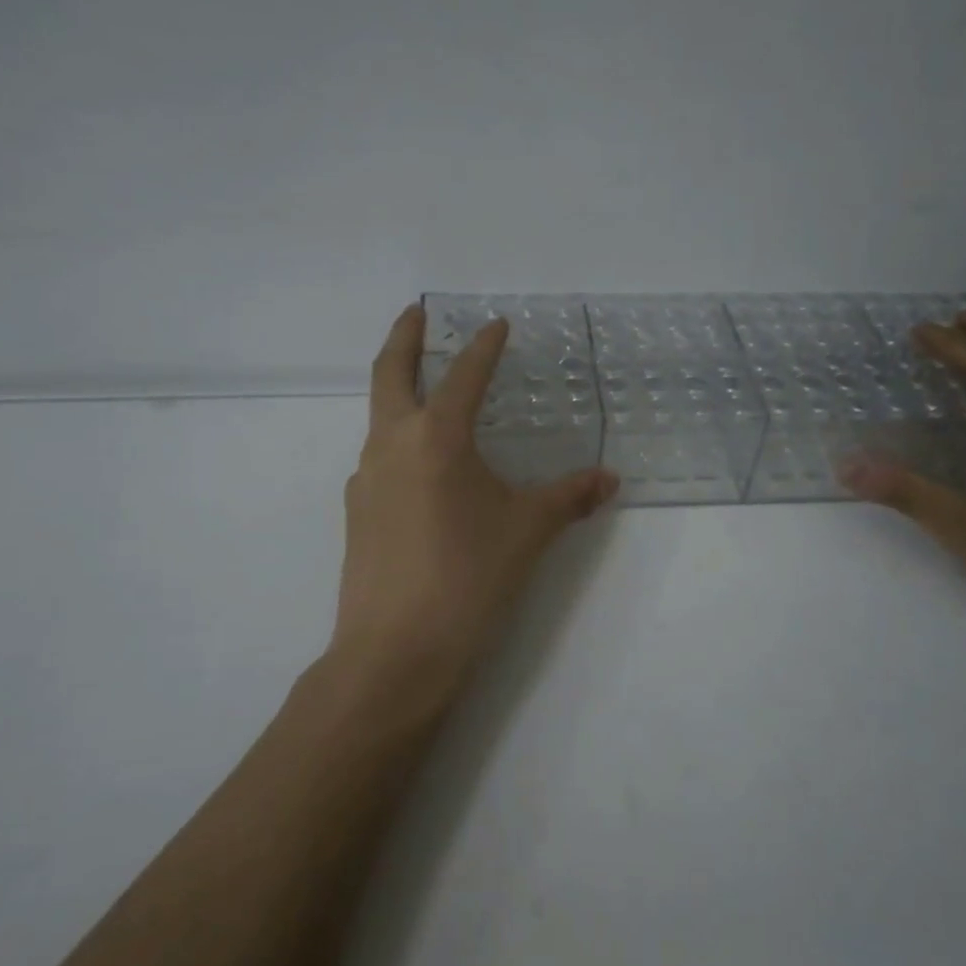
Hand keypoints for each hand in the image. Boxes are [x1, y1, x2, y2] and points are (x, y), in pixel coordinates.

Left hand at [329, 305, 618, 694]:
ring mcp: (365, 479)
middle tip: (415, 312)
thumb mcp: (528, 532)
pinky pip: (379, 460)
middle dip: (404, 337)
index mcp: (436, 437)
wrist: (395, 653)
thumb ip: (569, 498)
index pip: (464, 374)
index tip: (496, 325)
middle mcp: (392, 444)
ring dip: (400, 393)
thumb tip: (609, 480)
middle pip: (389, 373)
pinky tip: (422, 471)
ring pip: (379, 417)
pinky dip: (399, 443)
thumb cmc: (468, 579)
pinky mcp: (356, 513)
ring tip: (428, 394)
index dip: (484, 346)